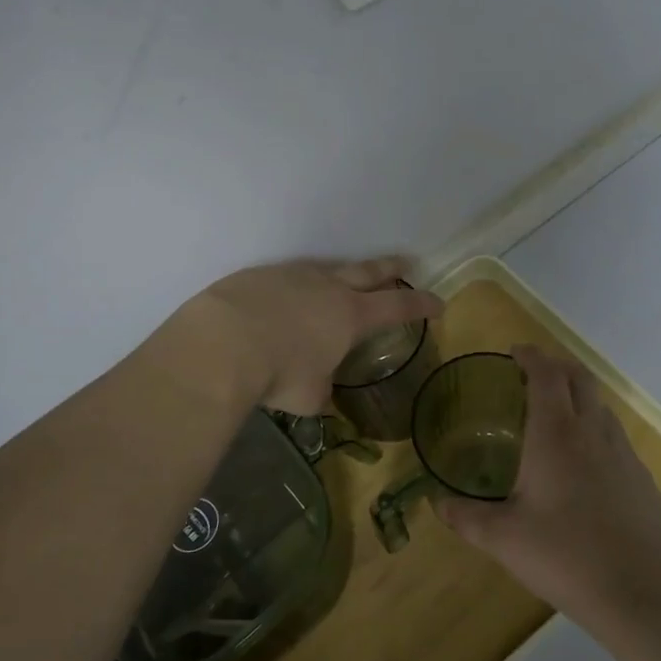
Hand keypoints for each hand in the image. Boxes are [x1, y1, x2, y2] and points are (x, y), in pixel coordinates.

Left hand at [181, 256, 443, 414]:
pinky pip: (286, 276)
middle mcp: (327, 288)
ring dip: (340, 273)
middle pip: (368, 271)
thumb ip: (320, 392)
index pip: (397, 305)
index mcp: (350, 315)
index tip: (438, 302)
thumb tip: (320, 397)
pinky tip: (283, 297)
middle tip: (405, 262)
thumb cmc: (278, 373)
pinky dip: (294, 286)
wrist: (222, 342)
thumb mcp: (307, 396)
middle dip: (390, 268)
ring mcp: (292, 275)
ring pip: (326, 269)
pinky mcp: (260, 274)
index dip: (420, 304)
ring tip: (341, 279)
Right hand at [436, 345, 660, 622]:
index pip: (546, 374)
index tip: (514, 352)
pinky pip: (614, 434)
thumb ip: (466, 517)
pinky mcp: (642, 478)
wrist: (646, 593)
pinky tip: (583, 460)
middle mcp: (592, 432)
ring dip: (578, 394)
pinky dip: (594, 425)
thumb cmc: (567, 556)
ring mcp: (623, 453)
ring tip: (554, 412)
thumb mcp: (504, 539)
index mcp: (556, 434)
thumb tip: (436, 502)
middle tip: (532, 373)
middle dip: (556, 365)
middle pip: (579, 377)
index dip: (531, 356)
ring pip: (600, 404)